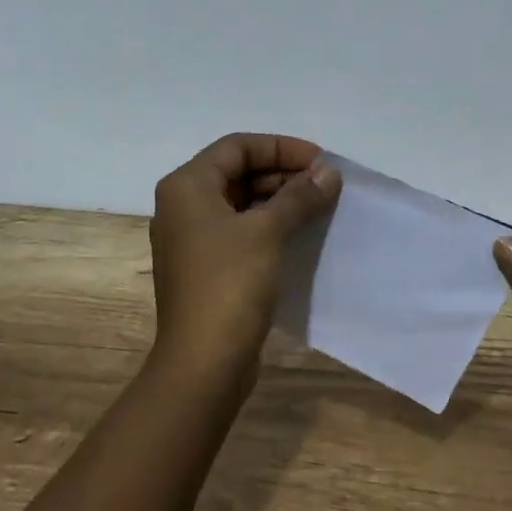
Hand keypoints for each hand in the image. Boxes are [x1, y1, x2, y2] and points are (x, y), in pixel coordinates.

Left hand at [147, 134, 341, 385]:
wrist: (203, 363)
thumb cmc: (229, 284)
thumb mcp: (267, 232)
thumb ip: (299, 196)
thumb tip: (329, 172)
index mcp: (186, 186)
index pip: (237, 146)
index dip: (281, 148)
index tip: (320, 161)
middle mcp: (182, 206)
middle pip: (236, 171)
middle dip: (282, 172)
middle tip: (324, 184)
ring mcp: (191, 238)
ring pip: (239, 201)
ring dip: (277, 198)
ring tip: (318, 205)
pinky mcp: (205, 267)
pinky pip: (238, 229)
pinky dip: (267, 224)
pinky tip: (299, 232)